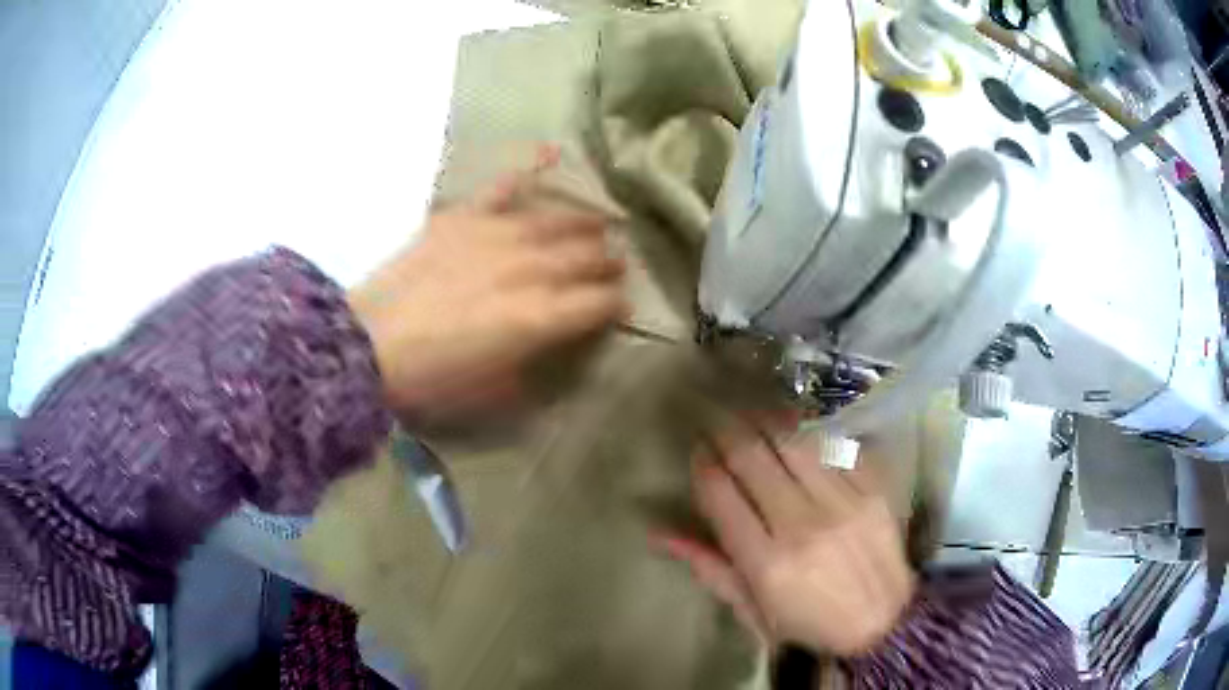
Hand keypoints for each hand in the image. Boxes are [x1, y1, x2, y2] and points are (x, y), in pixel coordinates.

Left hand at [348, 168, 626, 424]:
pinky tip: (554, 151)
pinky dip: (529, 168)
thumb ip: (532, 365)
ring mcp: (495, 236)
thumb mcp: (492, 391)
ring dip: (584, 224)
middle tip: (618, 264)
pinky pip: (503, 186)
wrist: (366, 346)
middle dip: (608, 262)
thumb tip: (554, 345)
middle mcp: (527, 269)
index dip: (617, 304)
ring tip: (601, 224)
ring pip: (555, 221)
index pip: (598, 303)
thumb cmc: (431, 379)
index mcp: (538, 317)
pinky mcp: (463, 218)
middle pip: (585, 257)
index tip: (624, 307)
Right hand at [657, 427, 914, 655]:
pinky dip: (810, 432)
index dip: (702, 465)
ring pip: (793, 442)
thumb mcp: (752, 610)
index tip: (698, 453)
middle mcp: (802, 526)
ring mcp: (842, 503)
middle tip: (717, 421)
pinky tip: (797, 427)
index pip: (720, 494)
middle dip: (726, 432)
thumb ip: (709, 567)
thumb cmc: (809, 623)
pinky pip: (835, 446)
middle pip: (752, 458)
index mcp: (766, 563)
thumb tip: (660, 532)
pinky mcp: (873, 490)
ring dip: (765, 421)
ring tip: (751, 413)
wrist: (883, 621)